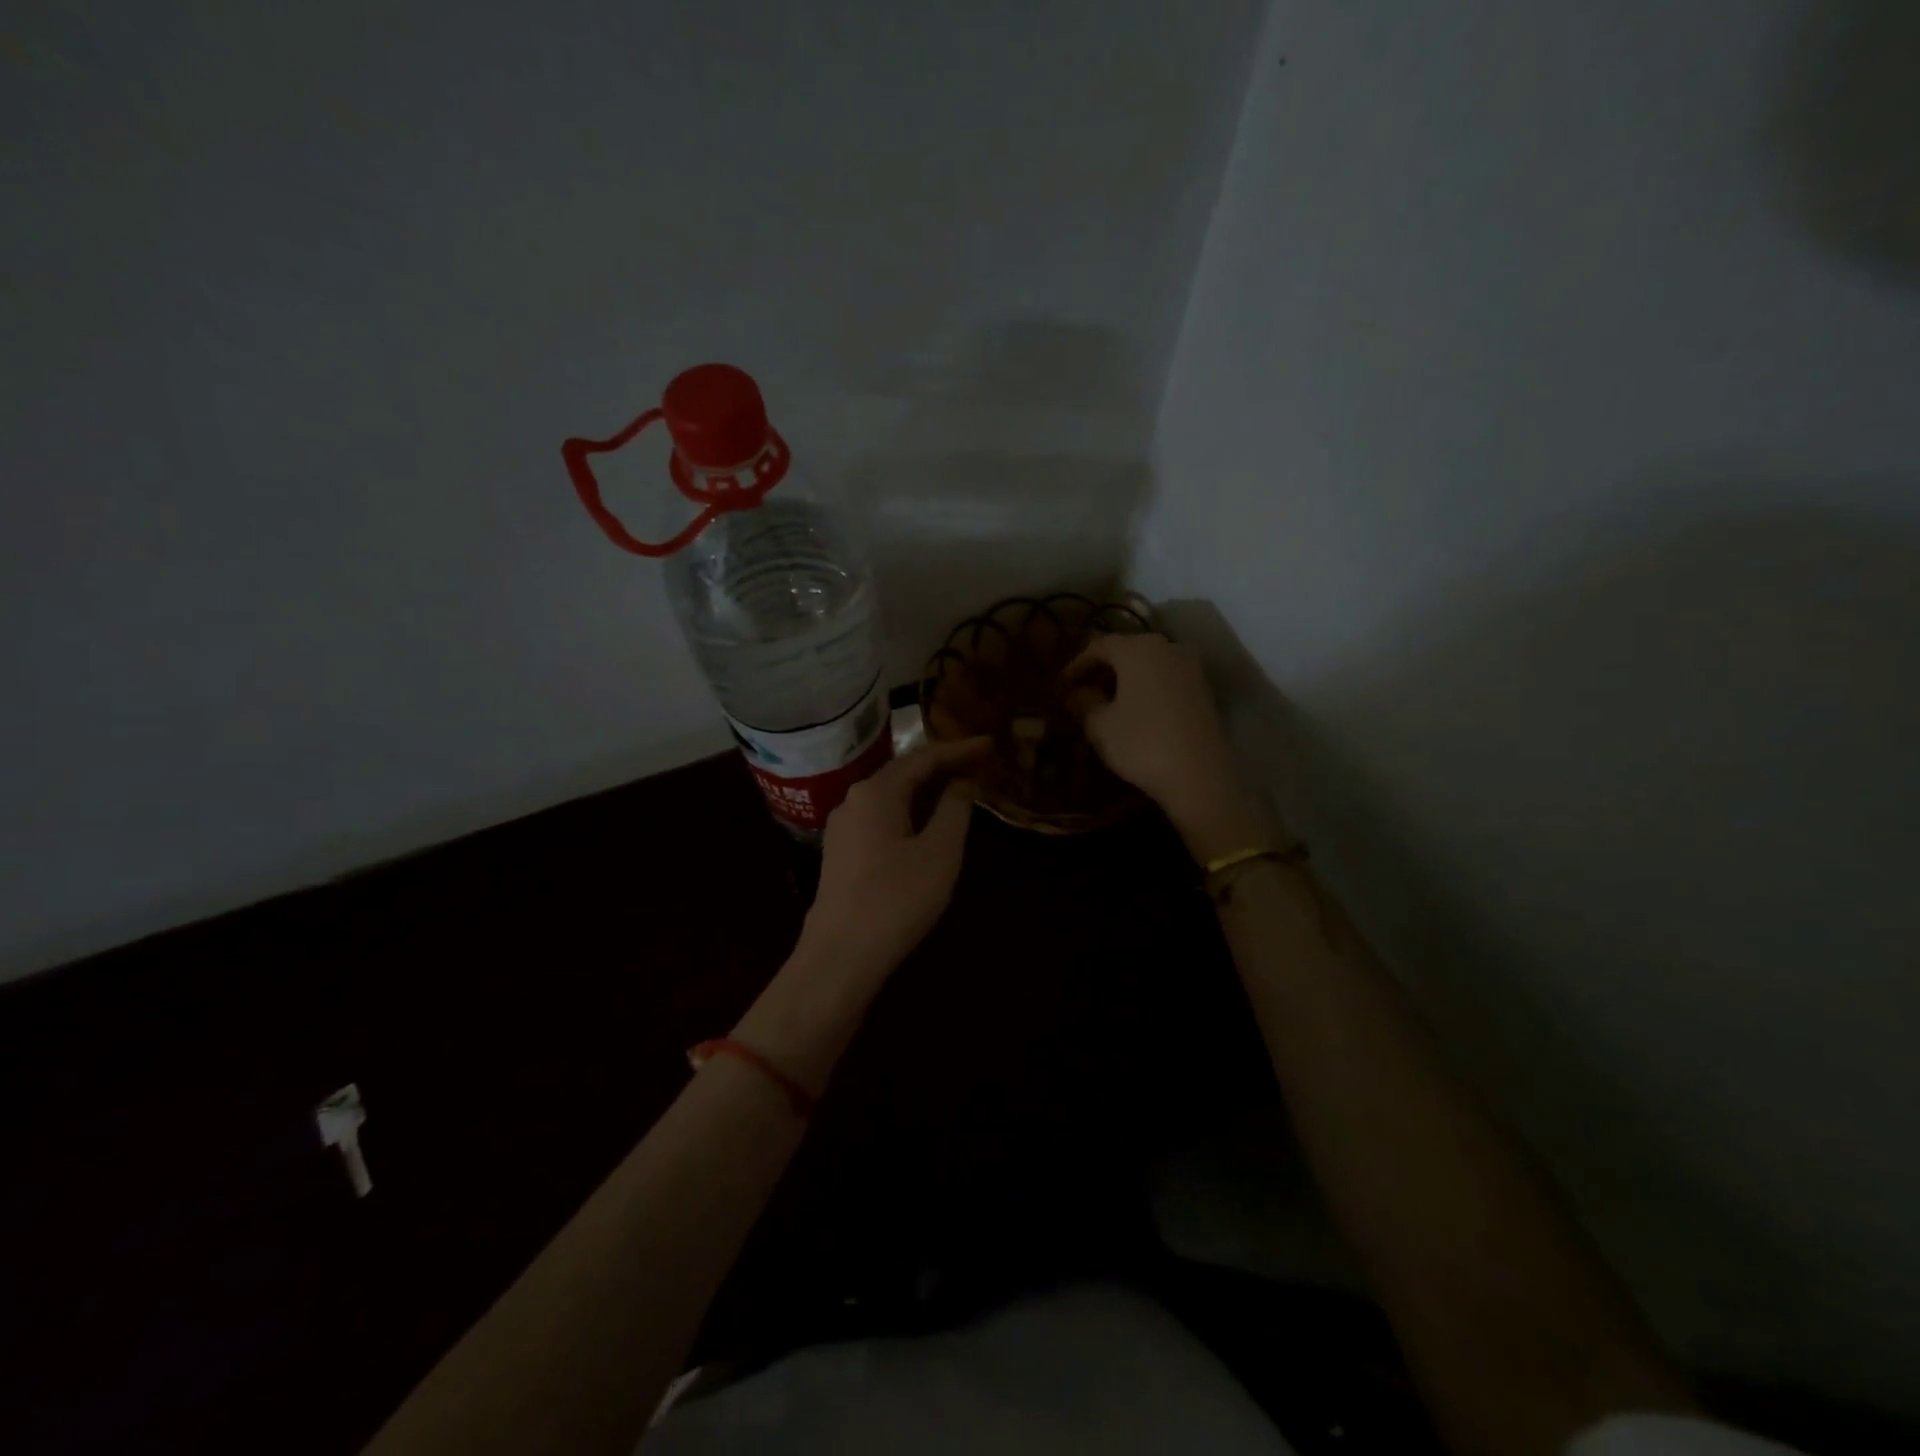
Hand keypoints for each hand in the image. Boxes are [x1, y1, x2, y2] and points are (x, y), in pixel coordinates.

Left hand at [734, 738, 989, 1090]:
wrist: (840, 956)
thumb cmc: (896, 900)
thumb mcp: (939, 852)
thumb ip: (954, 810)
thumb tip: (961, 783)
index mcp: (876, 791)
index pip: (924, 756)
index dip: (960, 749)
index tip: (991, 743)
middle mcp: (854, 799)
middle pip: (904, 771)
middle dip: (943, 766)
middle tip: (980, 763)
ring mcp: (843, 827)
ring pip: (892, 796)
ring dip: (926, 789)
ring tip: (960, 787)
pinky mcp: (842, 852)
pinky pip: (882, 817)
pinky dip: (910, 811)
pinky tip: (927, 823)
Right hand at [1069, 633, 1269, 861]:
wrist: (1199, 776)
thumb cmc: (1141, 744)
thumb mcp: (1099, 725)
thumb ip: (1082, 701)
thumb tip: (1076, 692)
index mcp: (1138, 648)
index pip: (1098, 646)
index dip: (1076, 664)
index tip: (1061, 685)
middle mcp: (1167, 647)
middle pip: (1126, 650)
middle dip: (1101, 669)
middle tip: (1081, 692)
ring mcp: (1191, 668)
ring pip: (1148, 664)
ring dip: (1125, 679)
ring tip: (1106, 702)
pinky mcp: (1203, 690)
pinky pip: (1165, 679)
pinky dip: (1146, 688)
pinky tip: (1134, 711)